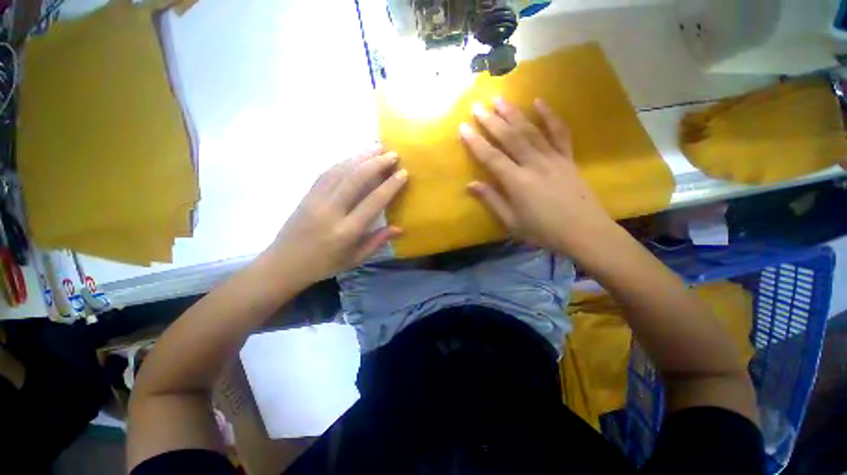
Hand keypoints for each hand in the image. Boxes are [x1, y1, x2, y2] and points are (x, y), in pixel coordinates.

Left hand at [265, 147, 407, 284]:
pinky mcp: (307, 194)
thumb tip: (400, 228)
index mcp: (347, 231)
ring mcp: (316, 200)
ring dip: (361, 156)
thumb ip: (378, 241)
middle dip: (377, 163)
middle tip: (393, 153)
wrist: (283, 264)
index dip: (390, 185)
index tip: (403, 172)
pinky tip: (355, 156)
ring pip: (341, 171)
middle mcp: (331, 211)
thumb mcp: (355, 259)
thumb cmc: (324, 265)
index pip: (373, 202)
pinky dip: (344, 161)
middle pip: (356, 179)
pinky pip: (327, 172)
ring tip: (377, 146)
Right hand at [461, 98, 614, 255]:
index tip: (463, 128)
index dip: (476, 142)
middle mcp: (534, 165)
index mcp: (517, 183)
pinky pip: (559, 133)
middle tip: (477, 106)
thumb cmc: (543, 232)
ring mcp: (553, 159)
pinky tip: (539, 102)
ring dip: (513, 113)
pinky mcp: (567, 159)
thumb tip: (471, 184)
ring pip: (530, 131)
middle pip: (510, 138)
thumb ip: (492, 201)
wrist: (585, 233)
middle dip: (491, 121)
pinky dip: (550, 116)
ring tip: (499, 99)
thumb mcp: (512, 223)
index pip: (491, 158)